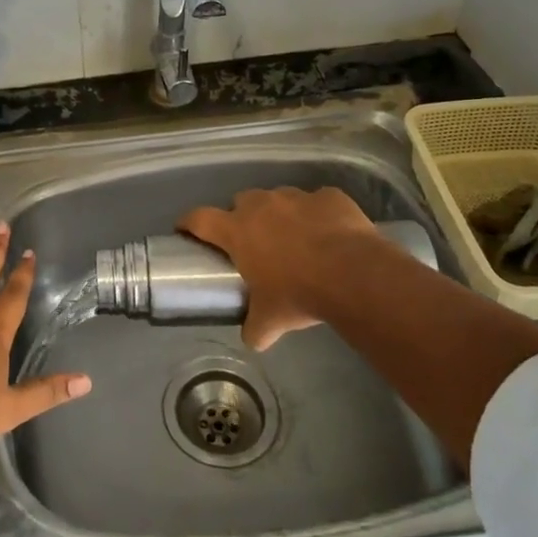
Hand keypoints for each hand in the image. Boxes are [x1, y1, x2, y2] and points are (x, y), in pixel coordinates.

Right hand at [178, 187, 384, 349]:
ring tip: (295, 238)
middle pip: (240, 201)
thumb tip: (253, 340)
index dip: (189, 222)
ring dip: (281, 214)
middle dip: (242, 217)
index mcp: (238, 231)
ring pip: (279, 199)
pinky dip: (318, 215)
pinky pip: (318, 202)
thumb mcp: (271, 320)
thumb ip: (256, 328)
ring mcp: (296, 197)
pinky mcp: (329, 196)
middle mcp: (261, 206)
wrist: (353, 275)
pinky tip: (329, 234)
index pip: (200, 219)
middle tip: (252, 241)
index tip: (184, 228)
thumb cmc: (299, 294)